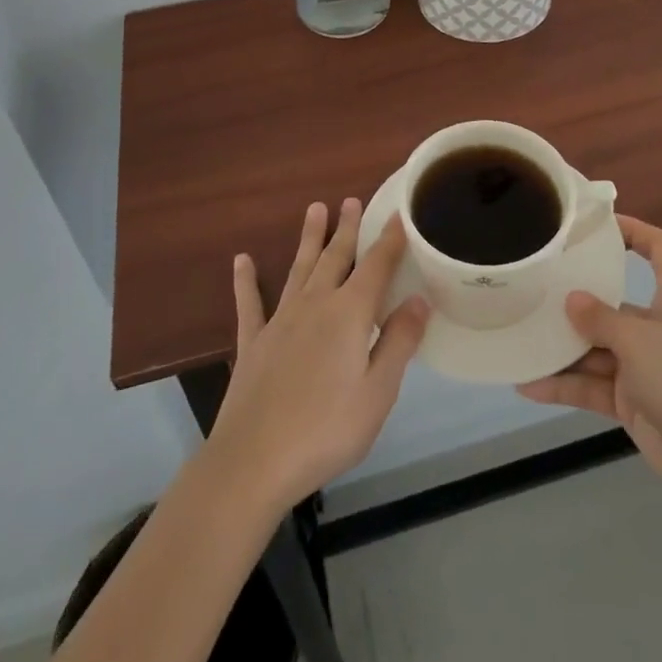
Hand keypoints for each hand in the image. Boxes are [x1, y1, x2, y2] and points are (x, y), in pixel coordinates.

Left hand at [206, 200, 430, 512]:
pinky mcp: (253, 342)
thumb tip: (419, 299)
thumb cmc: (327, 430)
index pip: (376, 267)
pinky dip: (246, 281)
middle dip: (346, 228)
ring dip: (309, 239)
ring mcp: (280, 321)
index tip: (399, 214)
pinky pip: (250, 303)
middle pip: (335, 257)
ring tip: (315, 209)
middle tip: (351, 200)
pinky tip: (242, 260)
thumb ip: (399, 341)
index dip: (390, 240)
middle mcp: (315, 305)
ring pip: (299, 268)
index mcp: (349, 314)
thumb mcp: (378, 392)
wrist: (254, 461)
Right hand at [518, 215, 661, 507]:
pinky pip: (594, 386)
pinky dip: (565, 386)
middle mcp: (660, 324)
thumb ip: (600, 318)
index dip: (631, 231)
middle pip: (613, 301)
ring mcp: (646, 365)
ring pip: (597, 347)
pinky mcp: (634, 401)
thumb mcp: (639, 340)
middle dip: (576, 300)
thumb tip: (571, 298)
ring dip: (563, 349)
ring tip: (520, 338)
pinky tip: (529, 384)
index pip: (657, 248)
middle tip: (533, 288)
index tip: (594, 225)